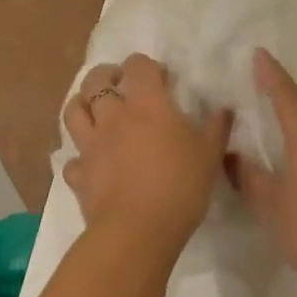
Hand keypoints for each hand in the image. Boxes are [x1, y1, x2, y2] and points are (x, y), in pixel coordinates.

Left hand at [63, 54, 229, 253]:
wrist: (138, 230)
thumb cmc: (180, 186)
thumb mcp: (209, 155)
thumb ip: (216, 128)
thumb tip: (223, 109)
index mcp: (146, 105)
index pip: (138, 66)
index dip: (147, 66)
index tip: (161, 78)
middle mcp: (113, 117)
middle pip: (96, 81)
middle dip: (107, 74)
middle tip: (120, 83)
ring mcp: (91, 145)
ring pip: (73, 111)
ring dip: (82, 103)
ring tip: (95, 109)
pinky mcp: (79, 174)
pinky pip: (73, 159)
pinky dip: (80, 156)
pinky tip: (91, 162)